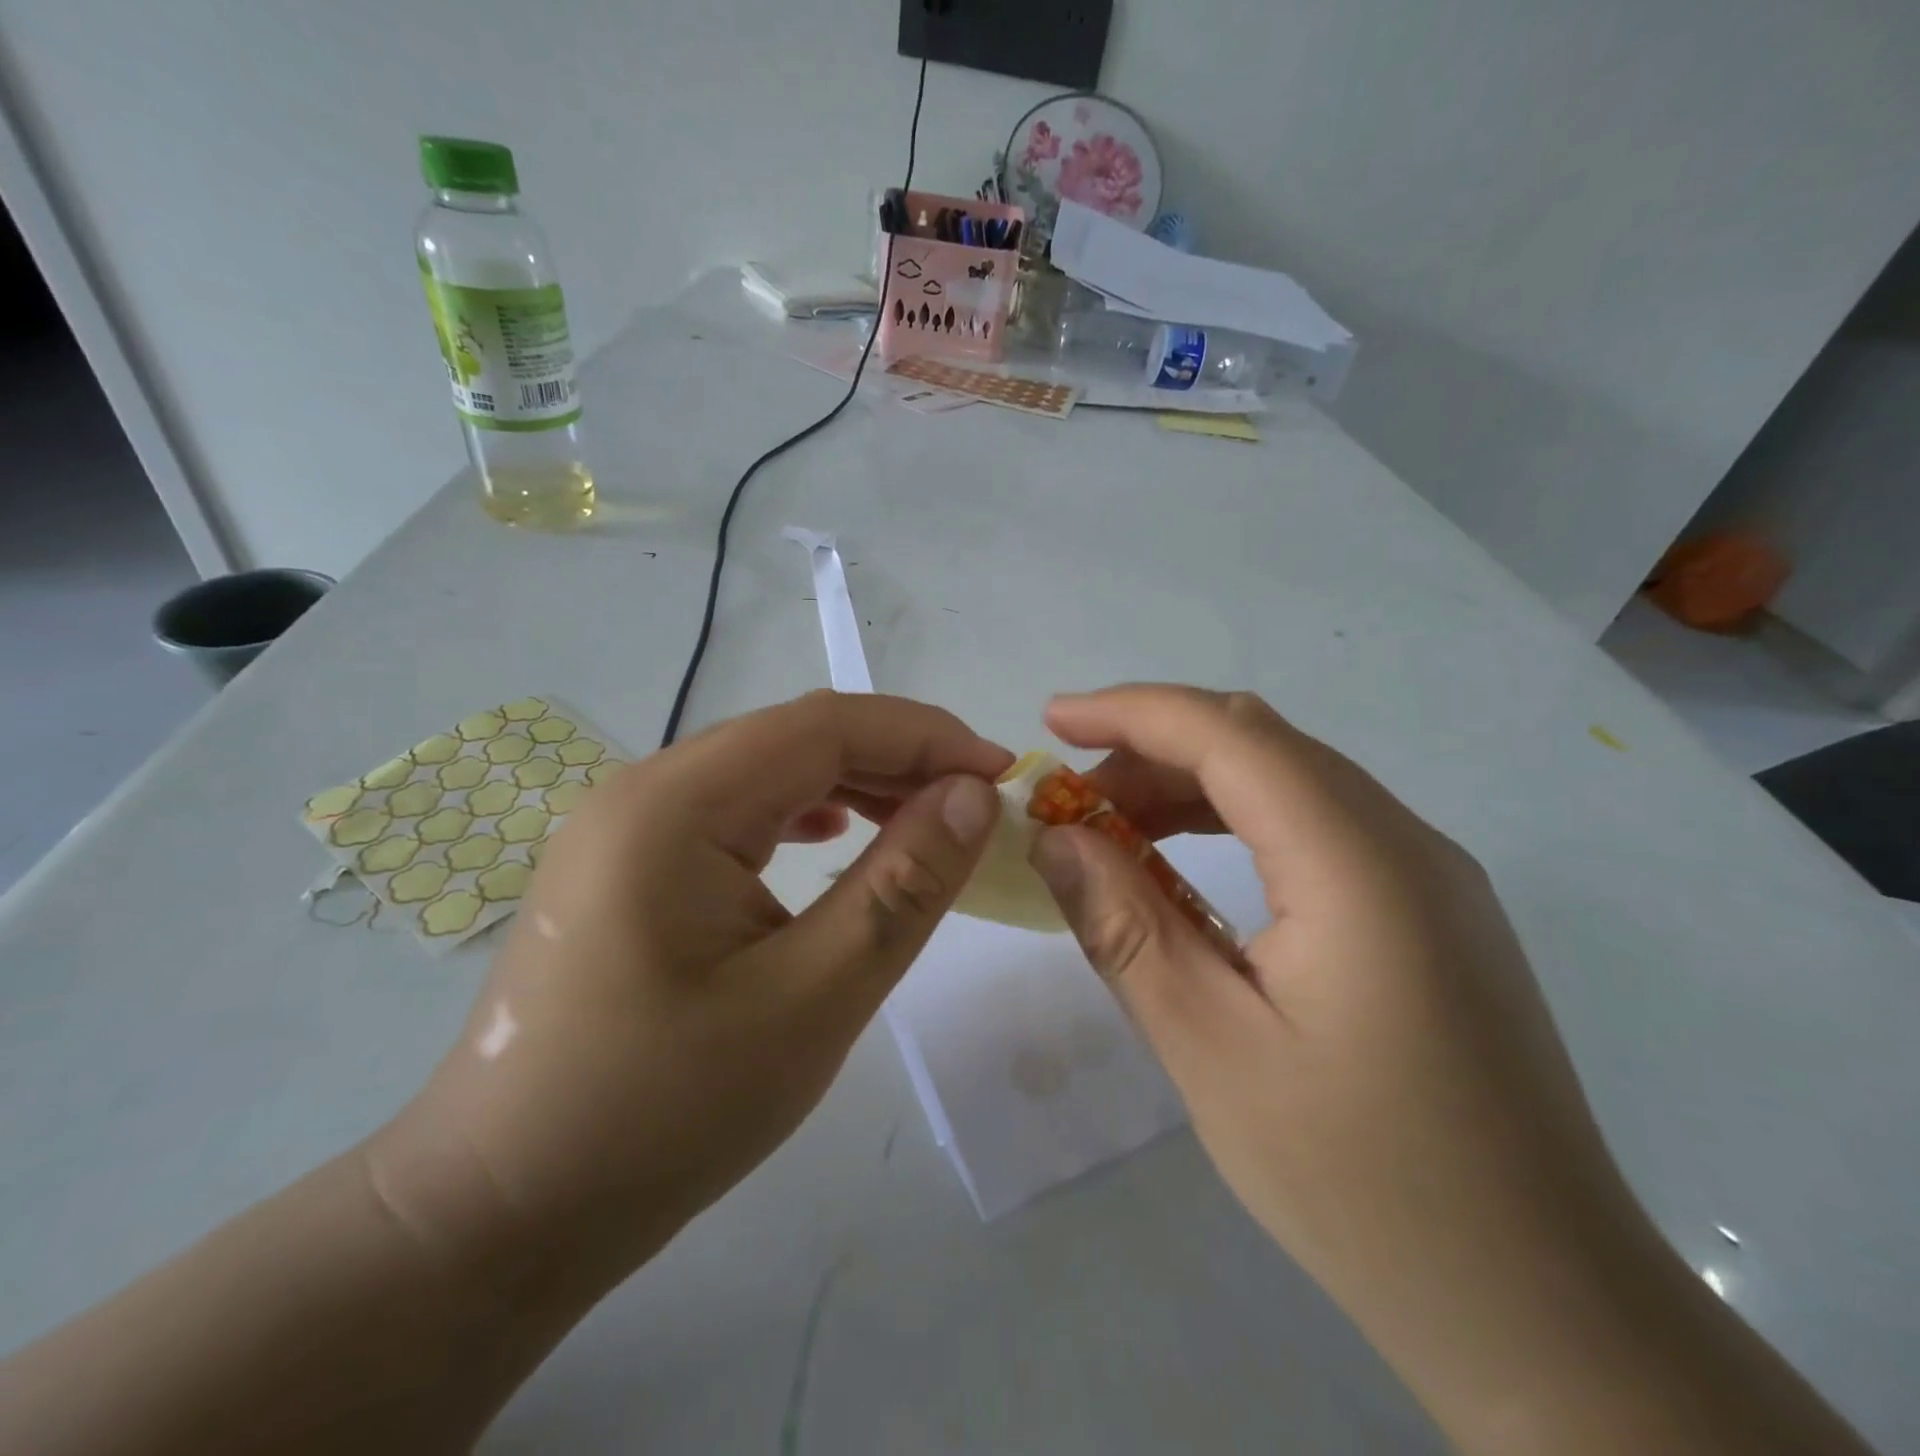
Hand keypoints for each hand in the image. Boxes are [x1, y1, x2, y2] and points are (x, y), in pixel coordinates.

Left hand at [373, 691, 1008, 1289]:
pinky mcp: (628, 861)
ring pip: (767, 768)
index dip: (925, 738)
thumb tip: (973, 796)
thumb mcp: (812, 999)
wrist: (501, 1212)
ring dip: (854, 782)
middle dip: (897, 757)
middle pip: (795, 737)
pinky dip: (803, 811)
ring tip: (922, 821)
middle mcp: (643, 788)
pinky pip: (735, 808)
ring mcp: (627, 823)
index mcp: (675, 804)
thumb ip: (902, 885)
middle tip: (975, 805)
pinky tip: (834, 838)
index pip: (826, 725)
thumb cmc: (662, 1114)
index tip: (1002, 776)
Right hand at [1027, 687, 1664, 1430]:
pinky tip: (1188, 871)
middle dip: (1154, 750)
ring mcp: (1429, 875)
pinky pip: (1318, 826)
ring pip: (1290, 780)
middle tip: (1072, 798)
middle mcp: (1406, 842)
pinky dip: (1237, 822)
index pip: (1231, 736)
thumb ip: (1126, 928)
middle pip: (1262, 744)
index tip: (1052, 719)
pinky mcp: (1430, 911)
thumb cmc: (1363, 1183)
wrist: (1543, 1307)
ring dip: (1193, 785)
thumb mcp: (1211, 1051)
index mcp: (1359, 866)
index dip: (1132, 712)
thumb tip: (1056, 838)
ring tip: (1114, 831)